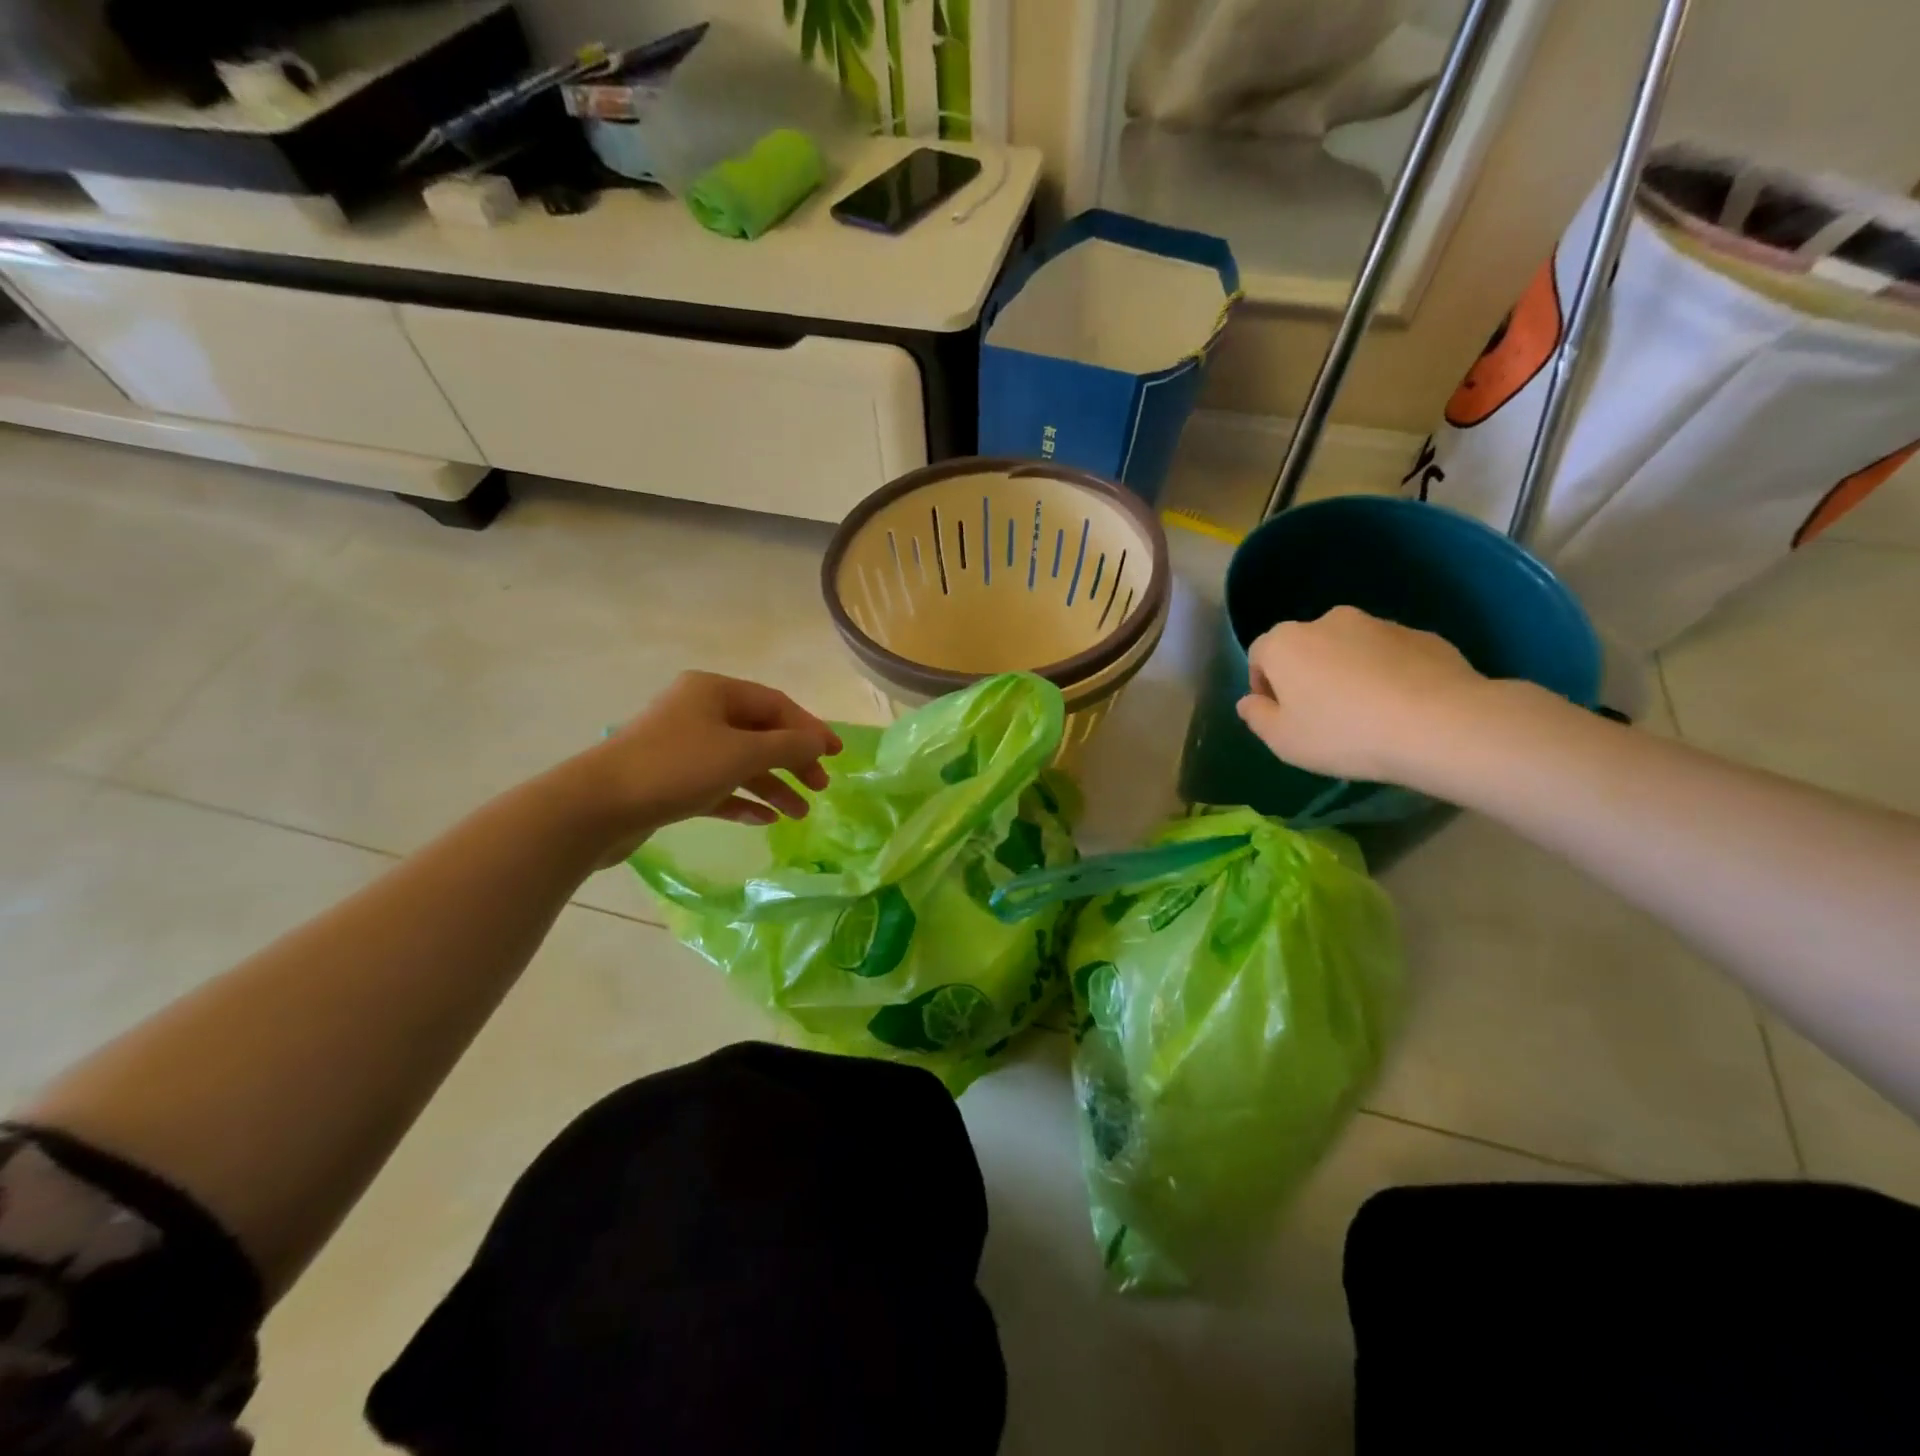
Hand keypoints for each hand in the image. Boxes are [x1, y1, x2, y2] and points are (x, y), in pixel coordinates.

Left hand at [577, 672, 842, 857]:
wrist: (597, 806)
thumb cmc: (676, 768)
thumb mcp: (742, 753)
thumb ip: (788, 746)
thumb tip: (820, 742)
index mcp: (714, 692)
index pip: (776, 705)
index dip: (810, 729)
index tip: (836, 756)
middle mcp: (699, 712)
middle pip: (760, 733)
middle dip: (793, 761)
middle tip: (820, 787)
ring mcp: (683, 747)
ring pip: (740, 763)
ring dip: (772, 785)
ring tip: (800, 814)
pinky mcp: (670, 781)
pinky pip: (718, 786)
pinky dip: (742, 800)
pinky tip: (764, 819)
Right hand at [1237, 606, 1490, 784]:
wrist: (1439, 724)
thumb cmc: (1343, 733)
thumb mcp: (1283, 740)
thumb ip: (1257, 717)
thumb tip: (1248, 701)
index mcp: (1286, 642)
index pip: (1259, 655)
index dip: (1264, 685)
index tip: (1280, 715)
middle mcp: (1328, 621)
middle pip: (1305, 647)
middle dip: (1307, 675)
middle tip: (1322, 715)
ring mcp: (1379, 624)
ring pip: (1349, 649)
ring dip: (1348, 672)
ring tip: (1367, 714)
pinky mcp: (1422, 636)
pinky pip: (1390, 656)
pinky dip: (1387, 674)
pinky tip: (1401, 708)